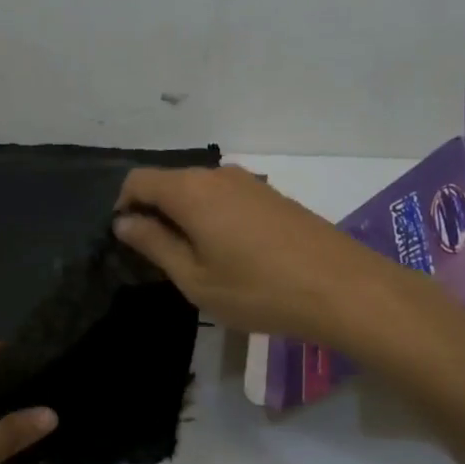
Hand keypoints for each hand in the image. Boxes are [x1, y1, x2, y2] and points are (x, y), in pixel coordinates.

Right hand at [114, 165, 443, 350]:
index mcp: (190, 190)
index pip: (138, 180)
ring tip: (198, 262)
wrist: (341, 287)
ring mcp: (250, 182)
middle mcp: (217, 174)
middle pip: (169, 182)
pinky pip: (226, 198)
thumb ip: (154, 244)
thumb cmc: (257, 289)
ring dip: (186, 218)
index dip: (123, 207)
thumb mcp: (195, 278)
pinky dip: (214, 218)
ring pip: (200, 191)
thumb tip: (124, 221)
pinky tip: (232, 255)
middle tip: (161, 261)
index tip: (128, 243)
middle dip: (155, 213)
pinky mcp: (273, 196)